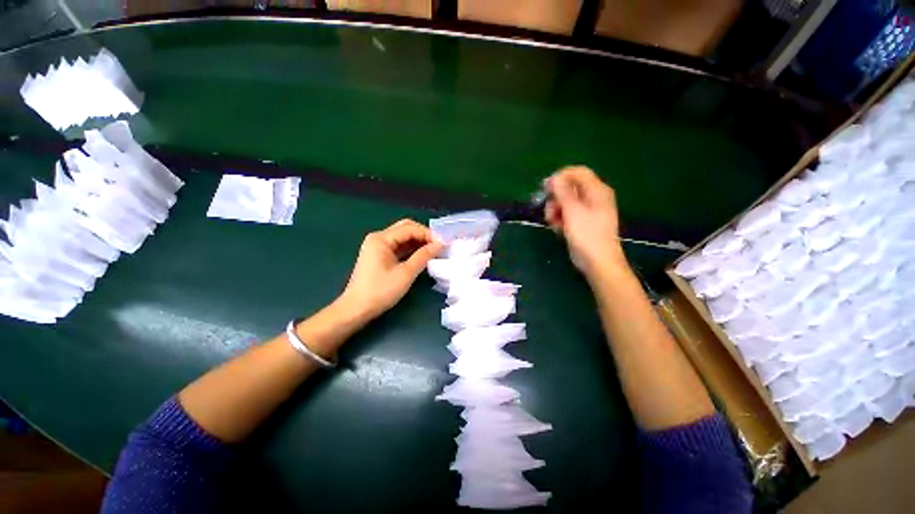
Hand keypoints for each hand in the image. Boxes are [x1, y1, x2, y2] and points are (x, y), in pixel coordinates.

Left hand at [338, 219, 442, 322]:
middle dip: (424, 235)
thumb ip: (423, 256)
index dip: (428, 234)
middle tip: (439, 245)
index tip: (444, 244)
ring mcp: (378, 246)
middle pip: (406, 228)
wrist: (357, 309)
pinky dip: (411, 249)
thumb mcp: (406, 273)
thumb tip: (440, 244)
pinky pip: (399, 246)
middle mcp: (379, 238)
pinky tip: (422, 255)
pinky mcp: (379, 255)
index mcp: (381, 238)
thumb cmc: (380, 291)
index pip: (410, 228)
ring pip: (403, 237)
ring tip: (434, 250)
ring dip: (418, 242)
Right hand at [545, 166, 626, 280]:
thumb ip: (562, 192)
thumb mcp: (573, 211)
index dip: (560, 177)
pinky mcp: (582, 222)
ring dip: (556, 209)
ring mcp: (588, 211)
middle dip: (556, 197)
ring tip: (552, 222)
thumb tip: (554, 178)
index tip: (546, 188)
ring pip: (566, 202)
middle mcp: (594, 197)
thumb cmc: (587, 235)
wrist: (597, 262)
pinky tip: (557, 228)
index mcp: (597, 190)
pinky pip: (568, 213)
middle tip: (549, 210)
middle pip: (570, 187)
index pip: (577, 172)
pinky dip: (560, 218)